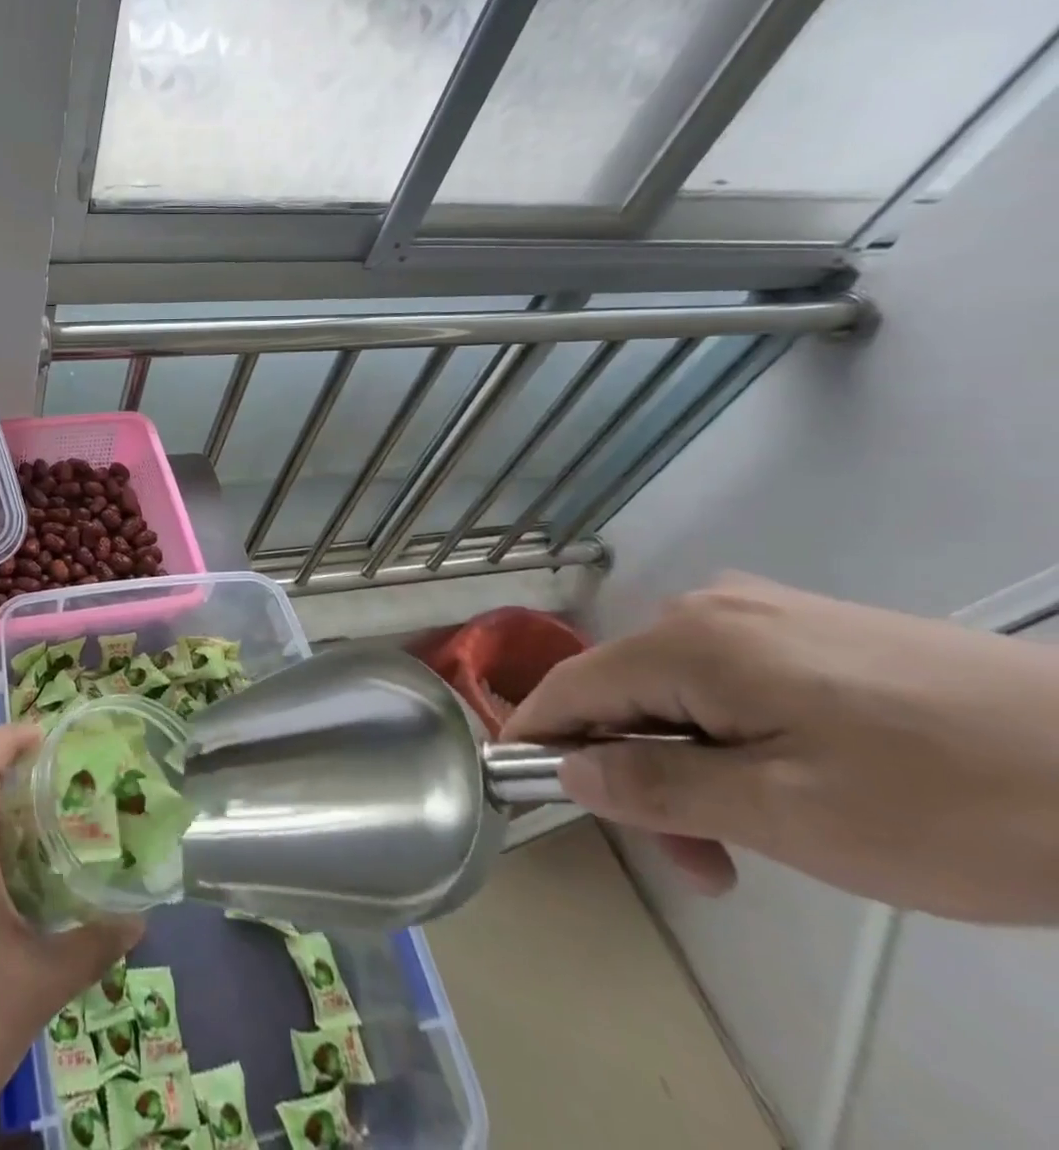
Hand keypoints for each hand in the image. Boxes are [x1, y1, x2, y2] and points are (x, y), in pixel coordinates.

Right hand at [502, 574, 1058, 922]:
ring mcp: (763, 611)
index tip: (520, 787)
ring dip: (689, 764)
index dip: (537, 735)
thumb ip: (659, 789)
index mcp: (687, 640)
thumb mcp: (788, 815)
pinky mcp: (811, 629)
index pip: (573, 685)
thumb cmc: (949, 802)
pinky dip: (730, 738)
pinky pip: (729, 680)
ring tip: (752, 843)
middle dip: (638, 773)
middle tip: (695, 863)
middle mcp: (707, 607)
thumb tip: (570, 771)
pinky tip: (789, 785)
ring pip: (679, 691)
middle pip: (628, 692)